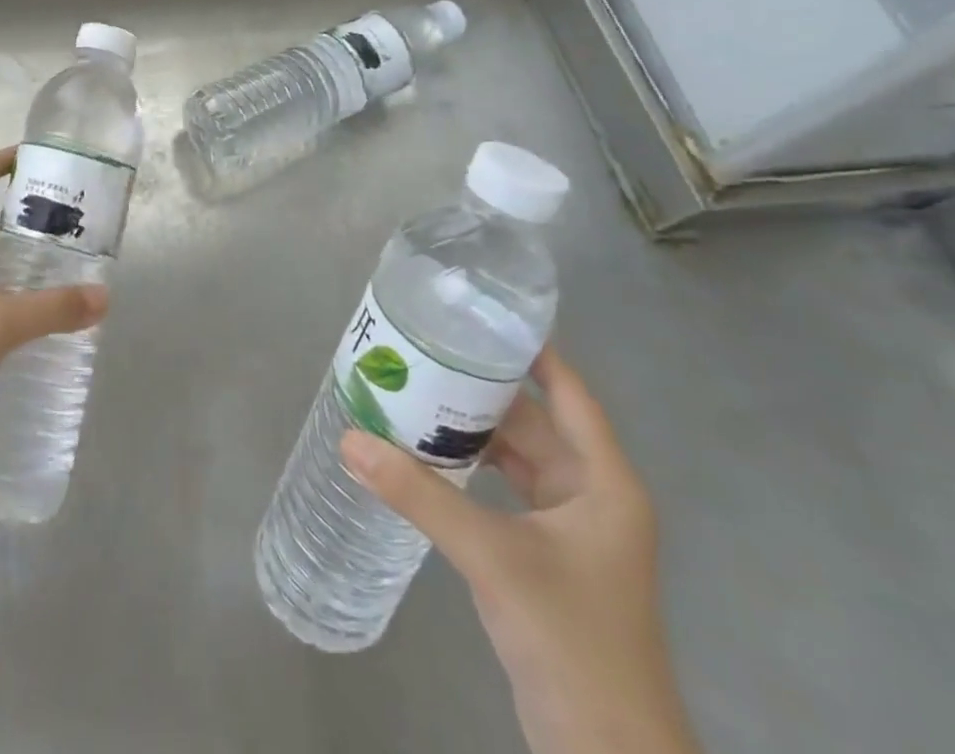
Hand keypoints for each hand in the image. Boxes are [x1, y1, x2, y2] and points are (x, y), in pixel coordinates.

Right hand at [340, 348, 698, 753]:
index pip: (568, 392)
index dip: (530, 350)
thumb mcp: (492, 556)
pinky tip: (426, 458)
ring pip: (515, 457)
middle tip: (423, 352)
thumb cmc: (571, 639)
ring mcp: (569, 529)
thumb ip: (419, 496)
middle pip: (532, 421)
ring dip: (470, 431)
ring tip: (414, 394)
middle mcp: (591, 495)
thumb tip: (351, 440)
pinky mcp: (545, 557)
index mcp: (603, 482)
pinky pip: (503, 491)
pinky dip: (469, 470)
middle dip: (479, 389)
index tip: (478, 315)